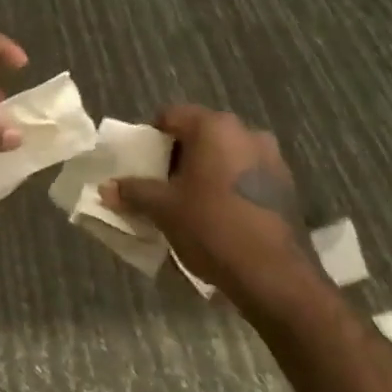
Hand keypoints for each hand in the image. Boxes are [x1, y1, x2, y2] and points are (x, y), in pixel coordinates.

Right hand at [100, 106, 311, 291]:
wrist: (274, 275)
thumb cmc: (212, 227)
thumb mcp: (163, 209)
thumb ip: (133, 192)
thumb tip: (105, 188)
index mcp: (214, 127)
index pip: (171, 116)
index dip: (151, 136)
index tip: (142, 163)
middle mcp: (246, 132)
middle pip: (200, 133)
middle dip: (179, 154)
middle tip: (162, 183)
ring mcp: (271, 157)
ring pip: (225, 154)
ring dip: (205, 170)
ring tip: (190, 201)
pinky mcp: (286, 185)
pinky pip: (245, 173)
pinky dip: (228, 184)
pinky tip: (219, 213)